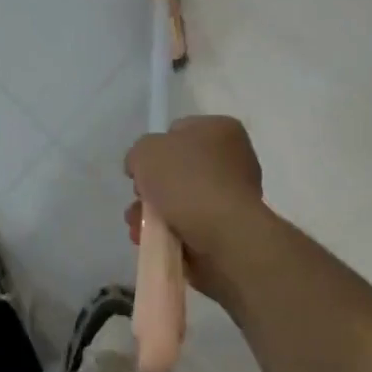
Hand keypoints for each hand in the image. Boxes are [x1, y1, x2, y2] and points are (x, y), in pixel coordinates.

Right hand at [123, 116, 273, 303]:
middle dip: (153, 188)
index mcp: (221, 130)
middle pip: (179, 170)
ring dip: (155, 214)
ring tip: (138, 227)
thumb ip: (139, 154)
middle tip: (139, 200)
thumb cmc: (187, 181)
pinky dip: (169, 234)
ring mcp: (233, 197)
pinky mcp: (230, 230)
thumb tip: (142, 169)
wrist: (224, 237)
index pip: (179, 131)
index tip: (142, 168)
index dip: (155, 148)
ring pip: (181, 201)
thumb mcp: (146, 151)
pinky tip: (152, 241)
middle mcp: (233, 159)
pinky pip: (191, 226)